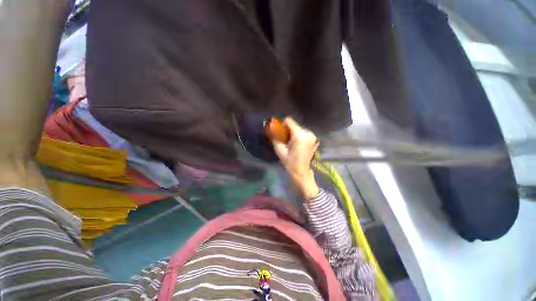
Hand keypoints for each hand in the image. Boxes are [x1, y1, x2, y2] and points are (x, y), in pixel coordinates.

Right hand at [272, 118, 319, 199]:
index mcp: (299, 135)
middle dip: (287, 129)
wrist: (301, 172)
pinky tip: (296, 144)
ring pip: (298, 128)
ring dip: (293, 133)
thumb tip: (269, 130)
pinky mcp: (313, 139)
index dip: (282, 124)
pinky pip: (303, 133)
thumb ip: (274, 138)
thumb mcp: (280, 150)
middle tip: (284, 138)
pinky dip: (298, 135)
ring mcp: (312, 136)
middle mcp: (307, 133)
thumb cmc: (290, 162)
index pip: (289, 121)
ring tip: (290, 142)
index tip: (280, 132)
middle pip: (294, 125)